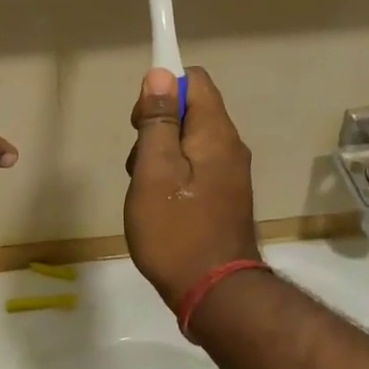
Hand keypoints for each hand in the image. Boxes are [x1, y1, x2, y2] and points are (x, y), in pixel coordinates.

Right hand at [124, 66, 259, 308]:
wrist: (216, 294)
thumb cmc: (176, 230)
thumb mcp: (155, 171)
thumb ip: (158, 121)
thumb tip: (160, 74)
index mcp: (215, 133)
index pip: (194, 79)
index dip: (163, 86)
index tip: (141, 118)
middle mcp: (229, 146)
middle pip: (191, 109)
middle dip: (158, 124)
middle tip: (138, 160)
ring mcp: (230, 173)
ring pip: (190, 140)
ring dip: (162, 153)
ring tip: (146, 188)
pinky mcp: (225, 195)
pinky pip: (196, 166)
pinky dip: (174, 173)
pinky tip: (159, 203)